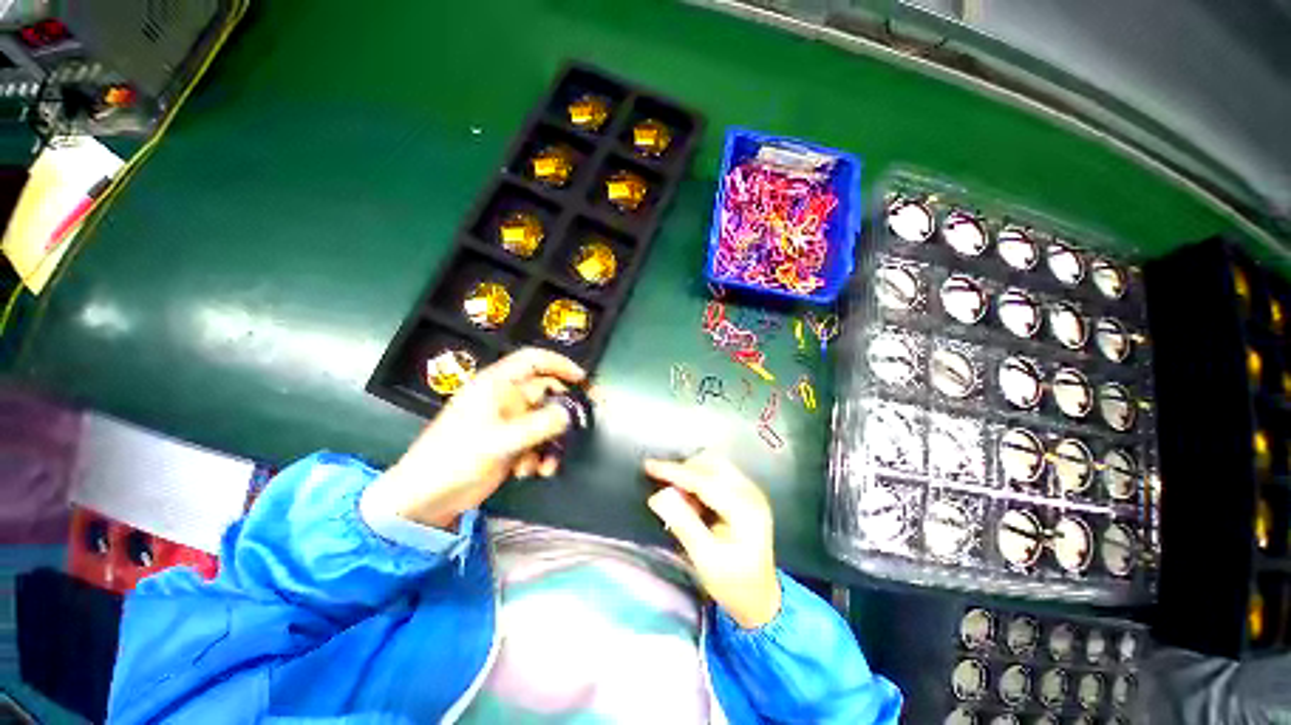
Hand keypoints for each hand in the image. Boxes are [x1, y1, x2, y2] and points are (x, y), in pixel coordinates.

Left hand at [371, 347, 585, 528]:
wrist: (426, 499)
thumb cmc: (455, 459)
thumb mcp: (498, 441)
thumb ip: (538, 426)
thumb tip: (569, 415)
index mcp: (497, 385)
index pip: (533, 360)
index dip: (560, 364)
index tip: (582, 379)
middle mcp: (506, 399)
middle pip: (546, 393)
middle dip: (565, 410)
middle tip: (585, 423)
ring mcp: (509, 422)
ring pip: (546, 421)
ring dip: (552, 441)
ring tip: (547, 464)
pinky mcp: (511, 443)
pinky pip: (538, 441)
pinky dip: (541, 455)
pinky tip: (532, 472)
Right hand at [644, 451, 781, 628]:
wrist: (760, 599)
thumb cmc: (732, 583)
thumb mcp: (705, 559)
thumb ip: (682, 524)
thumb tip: (658, 496)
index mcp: (745, 510)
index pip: (704, 481)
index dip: (675, 472)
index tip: (650, 466)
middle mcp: (751, 493)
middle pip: (712, 464)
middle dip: (685, 472)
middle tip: (668, 493)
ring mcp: (751, 491)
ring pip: (714, 465)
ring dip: (692, 475)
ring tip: (683, 503)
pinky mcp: (746, 493)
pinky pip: (718, 474)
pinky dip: (701, 481)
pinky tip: (695, 503)